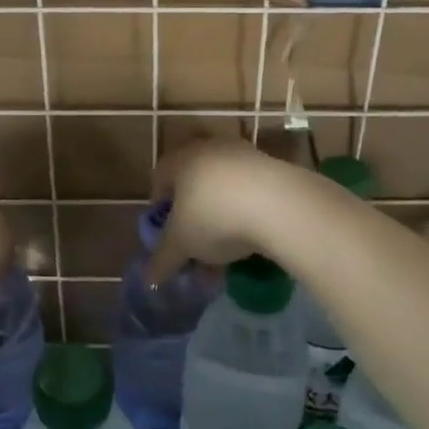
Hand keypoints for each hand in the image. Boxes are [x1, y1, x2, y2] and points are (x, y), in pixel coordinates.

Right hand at [145, 140, 290, 284]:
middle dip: (192, 209)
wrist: (278, 204)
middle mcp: (209, 148)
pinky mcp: (272, 165)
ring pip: (223, 185)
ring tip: (227, 243)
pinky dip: (247, 208)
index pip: (160, 176)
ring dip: (221, 209)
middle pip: (193, 179)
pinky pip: (250, 189)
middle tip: (196, 237)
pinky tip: (252, 233)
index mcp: (180, 160)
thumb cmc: (213, 217)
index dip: (160, 204)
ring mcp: (243, 154)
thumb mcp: (182, 244)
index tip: (166, 229)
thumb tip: (150, 279)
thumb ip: (163, 259)